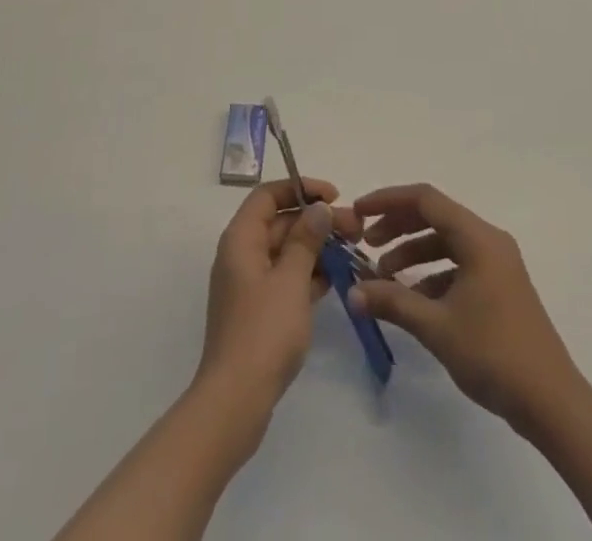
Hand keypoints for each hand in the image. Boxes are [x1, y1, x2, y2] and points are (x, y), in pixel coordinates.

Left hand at [195, 177, 357, 412]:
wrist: (235, 402)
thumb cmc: (263, 332)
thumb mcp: (291, 280)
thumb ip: (306, 239)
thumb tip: (318, 209)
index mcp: (241, 239)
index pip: (268, 195)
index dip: (301, 188)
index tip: (334, 196)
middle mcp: (241, 254)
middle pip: (281, 222)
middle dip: (317, 221)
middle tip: (356, 228)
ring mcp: (249, 284)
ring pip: (286, 251)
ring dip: (317, 248)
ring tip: (353, 251)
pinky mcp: (258, 311)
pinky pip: (286, 278)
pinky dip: (309, 274)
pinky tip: (336, 280)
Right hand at [350, 183, 586, 431]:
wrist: (551, 402)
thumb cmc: (494, 354)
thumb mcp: (436, 327)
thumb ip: (393, 302)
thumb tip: (352, 292)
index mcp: (478, 238)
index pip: (426, 199)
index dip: (388, 200)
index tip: (358, 212)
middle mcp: (489, 240)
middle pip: (436, 217)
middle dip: (398, 227)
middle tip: (366, 245)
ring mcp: (498, 263)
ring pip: (446, 242)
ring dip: (413, 253)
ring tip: (383, 276)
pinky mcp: (500, 286)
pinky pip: (459, 264)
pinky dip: (432, 274)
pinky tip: (413, 300)